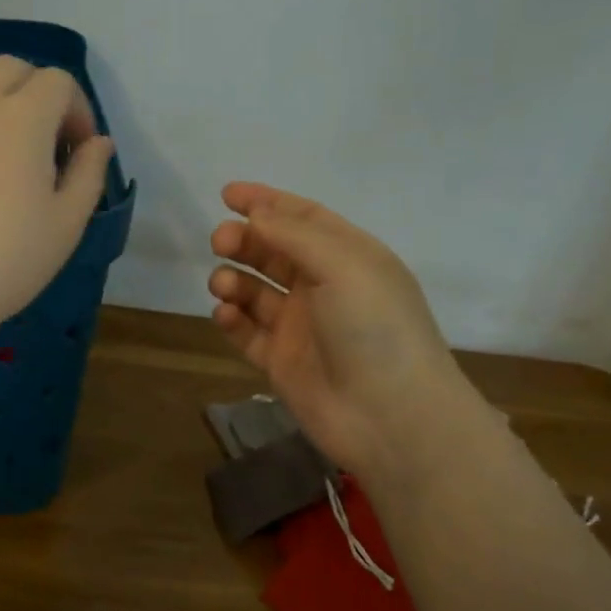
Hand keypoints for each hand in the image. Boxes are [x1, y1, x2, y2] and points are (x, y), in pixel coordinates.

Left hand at [0, 50, 114, 344]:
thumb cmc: (6, 261)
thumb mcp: (66, 224)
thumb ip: (88, 175)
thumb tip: (99, 142)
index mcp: (23, 117)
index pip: (58, 83)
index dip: (78, 110)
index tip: (80, 151)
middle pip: (9, 67)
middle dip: (37, 89)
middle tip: (44, 136)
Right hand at [209, 183, 463, 467]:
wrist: (390, 416)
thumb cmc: (374, 328)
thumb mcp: (343, 265)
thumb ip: (294, 235)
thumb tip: (256, 214)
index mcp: (349, 258)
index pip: (303, 218)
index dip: (266, 202)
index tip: (227, 194)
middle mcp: (324, 288)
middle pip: (273, 252)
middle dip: (244, 241)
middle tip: (220, 242)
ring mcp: (301, 327)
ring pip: (254, 291)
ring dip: (233, 280)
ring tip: (224, 286)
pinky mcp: (280, 362)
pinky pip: (247, 332)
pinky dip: (232, 319)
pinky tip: (226, 315)